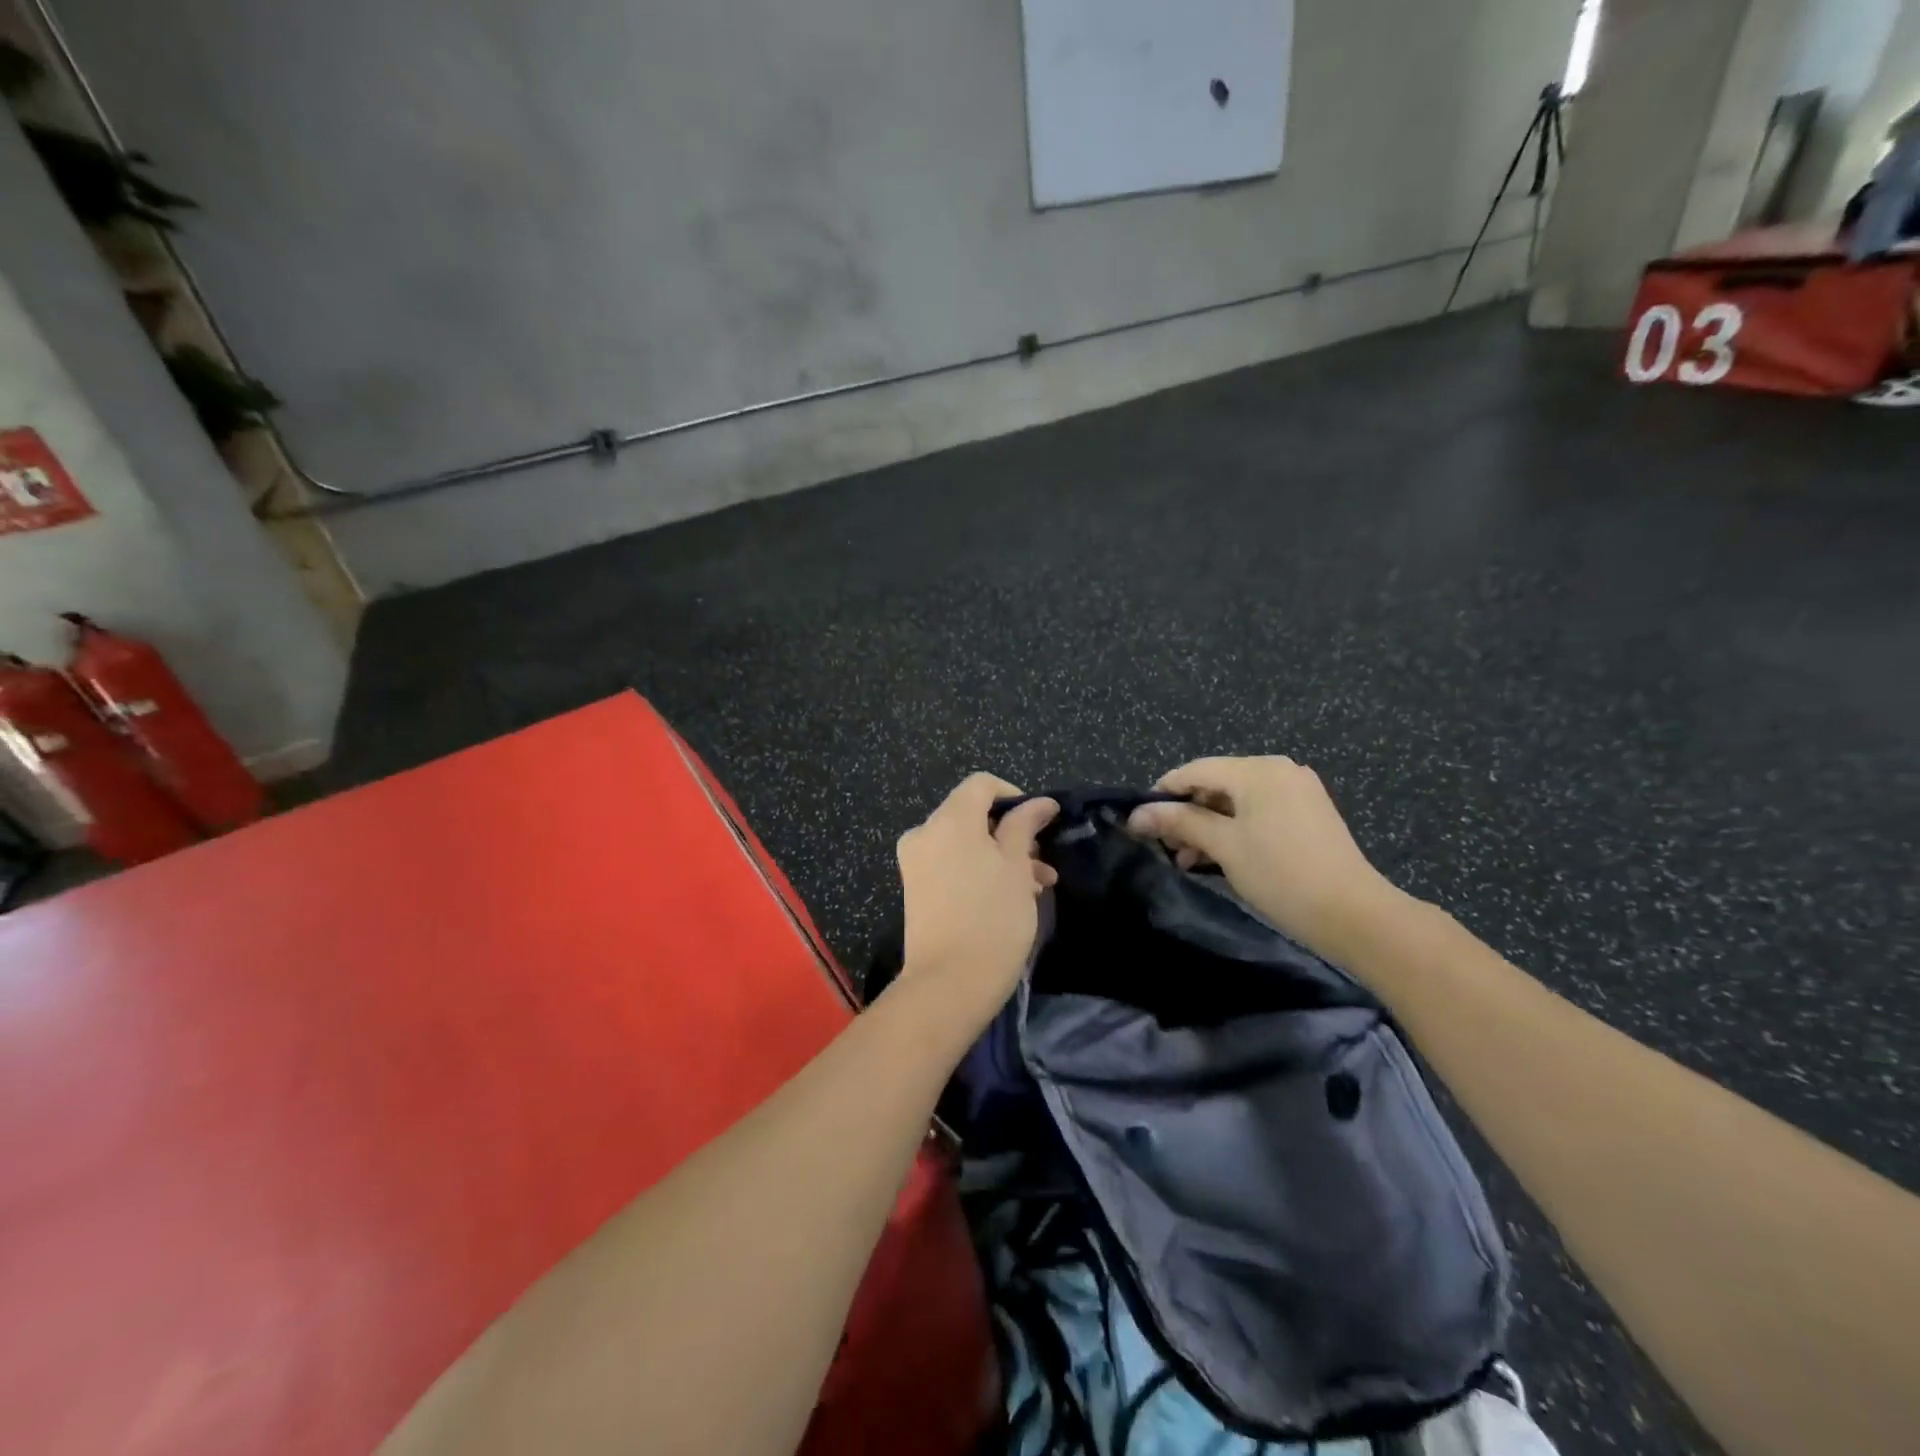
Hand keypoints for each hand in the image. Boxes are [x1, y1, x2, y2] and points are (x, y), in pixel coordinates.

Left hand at [895, 774, 1058, 1029]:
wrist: (949, 984)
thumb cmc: (993, 918)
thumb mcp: (1017, 867)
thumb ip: (1025, 826)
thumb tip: (1040, 802)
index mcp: (949, 819)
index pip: (981, 785)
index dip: (1014, 796)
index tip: (1040, 823)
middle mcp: (925, 832)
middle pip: (972, 814)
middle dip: (1010, 834)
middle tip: (1042, 864)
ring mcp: (915, 861)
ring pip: (964, 843)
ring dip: (1000, 856)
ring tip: (1034, 887)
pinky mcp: (915, 888)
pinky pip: (950, 863)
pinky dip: (978, 870)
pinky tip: (1008, 897)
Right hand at [1127, 756, 1397, 959]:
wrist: (1353, 914)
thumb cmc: (1280, 873)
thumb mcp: (1223, 845)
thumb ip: (1179, 822)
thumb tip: (1136, 814)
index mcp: (1258, 770)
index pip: (1196, 770)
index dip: (1163, 792)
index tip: (1138, 819)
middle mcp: (1278, 770)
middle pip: (1216, 784)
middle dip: (1186, 814)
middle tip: (1165, 847)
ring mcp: (1296, 791)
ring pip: (1235, 801)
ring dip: (1207, 827)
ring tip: (1187, 859)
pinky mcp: (1307, 814)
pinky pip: (1257, 813)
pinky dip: (1233, 831)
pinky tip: (1216, 857)